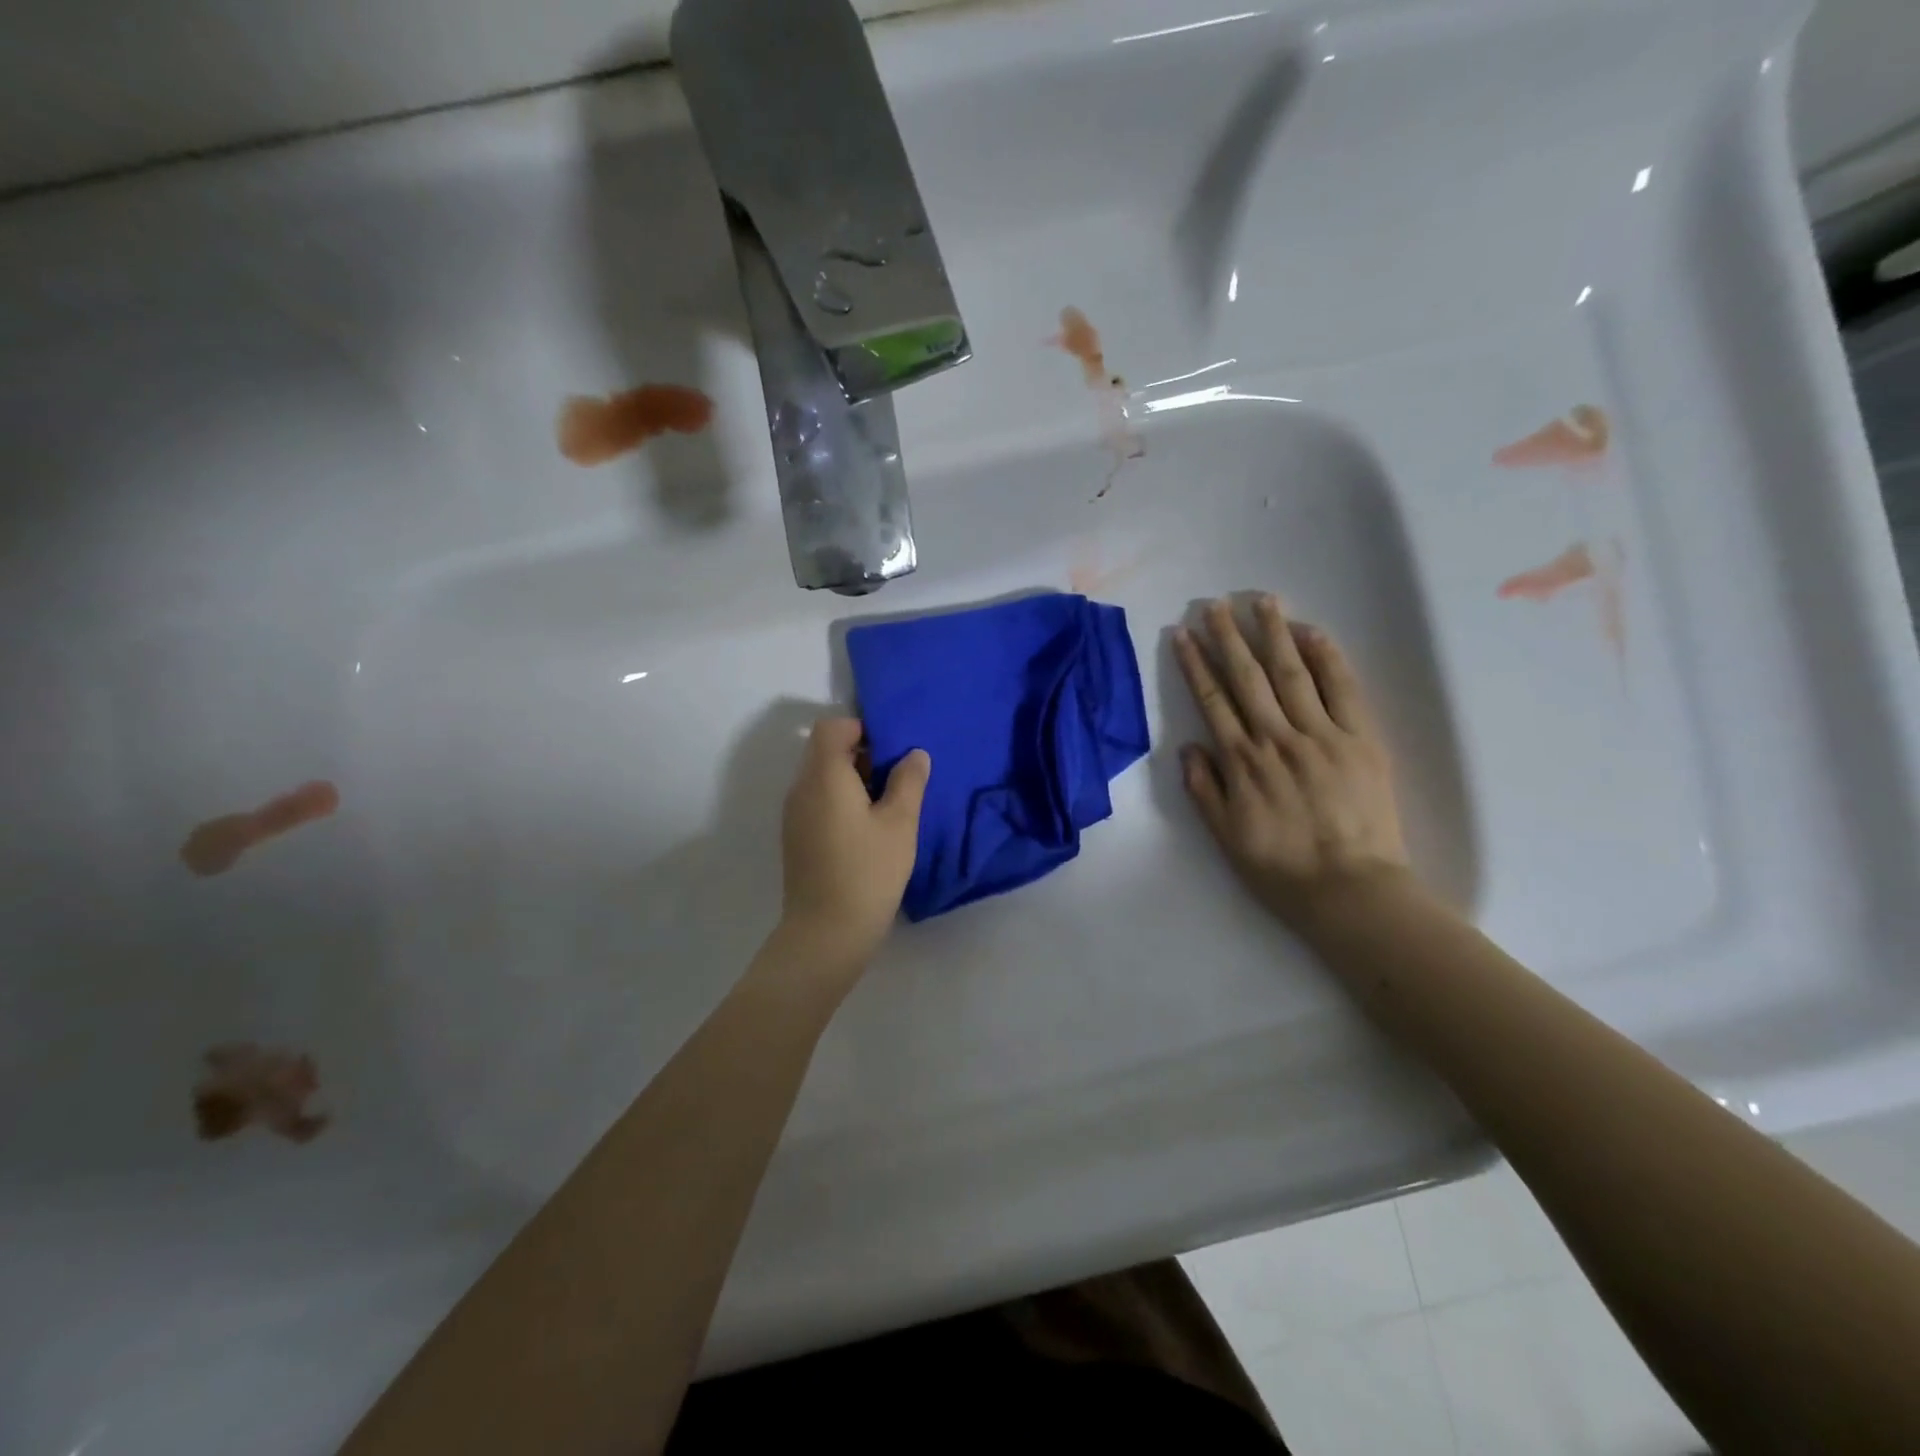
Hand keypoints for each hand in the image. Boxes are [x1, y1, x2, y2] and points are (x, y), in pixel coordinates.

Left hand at [776, 717, 930, 978]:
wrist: (826, 932)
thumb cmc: (868, 872)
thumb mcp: (900, 823)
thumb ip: (908, 781)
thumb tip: (914, 753)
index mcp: (824, 776)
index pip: (831, 727)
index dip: (861, 728)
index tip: (891, 749)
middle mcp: (801, 788)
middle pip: (824, 750)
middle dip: (861, 753)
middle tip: (896, 777)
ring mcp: (794, 814)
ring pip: (821, 776)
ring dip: (852, 778)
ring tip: (886, 804)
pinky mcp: (796, 836)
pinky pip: (817, 800)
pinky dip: (840, 799)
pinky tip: (867, 828)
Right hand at [1173, 596, 1412, 931]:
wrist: (1351, 890)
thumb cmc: (1281, 868)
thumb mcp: (1225, 837)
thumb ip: (1204, 789)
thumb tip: (1189, 747)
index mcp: (1242, 762)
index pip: (1213, 701)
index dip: (1195, 666)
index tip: (1184, 636)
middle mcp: (1277, 738)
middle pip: (1248, 678)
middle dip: (1229, 638)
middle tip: (1215, 604)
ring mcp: (1322, 736)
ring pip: (1292, 674)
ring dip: (1274, 634)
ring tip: (1261, 601)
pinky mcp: (1362, 740)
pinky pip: (1343, 690)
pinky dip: (1327, 658)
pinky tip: (1311, 632)